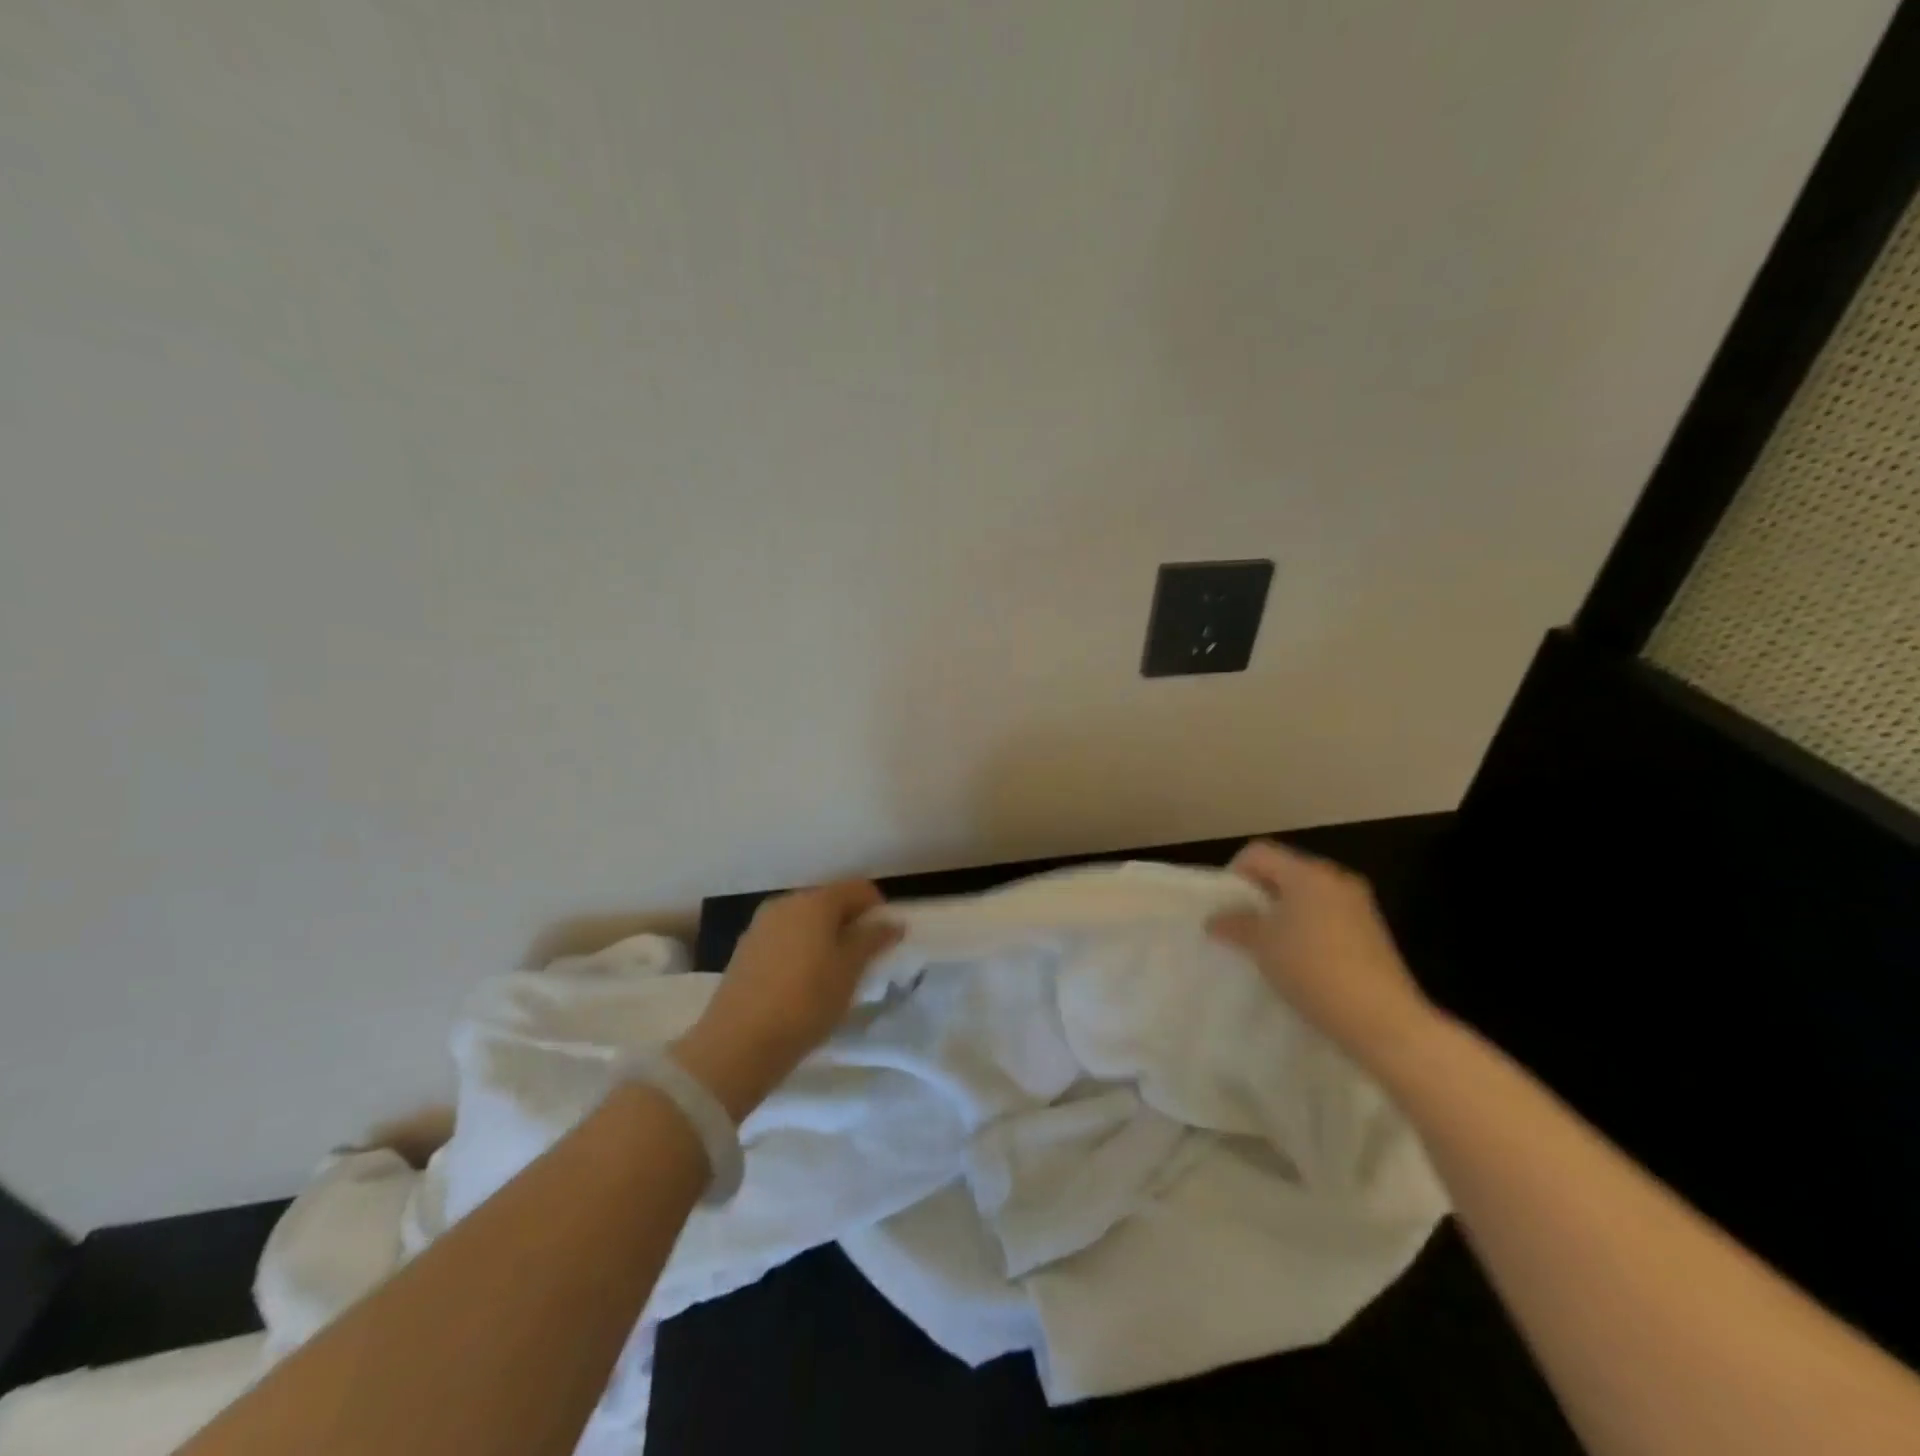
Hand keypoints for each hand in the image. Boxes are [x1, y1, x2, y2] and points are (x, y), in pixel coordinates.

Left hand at [673, 880, 901, 1119]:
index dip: (878, 907)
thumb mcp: (849, 972)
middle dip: (850, 922)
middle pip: (829, 901)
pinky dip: (801, 948)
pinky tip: (804, 980)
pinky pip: (785, 937)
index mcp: (815, 901)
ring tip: (835, 971)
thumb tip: (892, 922)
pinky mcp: (746, 949)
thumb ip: (872, 940)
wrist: (738, 1043)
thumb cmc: (806, 1001)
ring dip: (825, 936)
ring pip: (805, 920)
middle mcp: (786, 903)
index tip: (888, 937)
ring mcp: (761, 925)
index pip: (857, 888)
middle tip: (865, 956)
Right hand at [1207, 840, 1438, 1069]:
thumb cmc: (1312, 969)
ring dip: (1285, 913)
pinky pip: (1329, 915)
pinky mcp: (1373, 931)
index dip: (1235, 873)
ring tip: (1272, 947)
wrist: (1382, 1019)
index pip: (1259, 852)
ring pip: (1308, 895)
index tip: (1226, 907)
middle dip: (1260, 894)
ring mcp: (1359, 904)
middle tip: (1244, 926)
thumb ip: (1236, 925)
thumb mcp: (1263, 946)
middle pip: (1285, 871)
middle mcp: (1335, 879)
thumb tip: (1215, 919)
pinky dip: (1309, 928)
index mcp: (1306, 873)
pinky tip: (1303, 961)